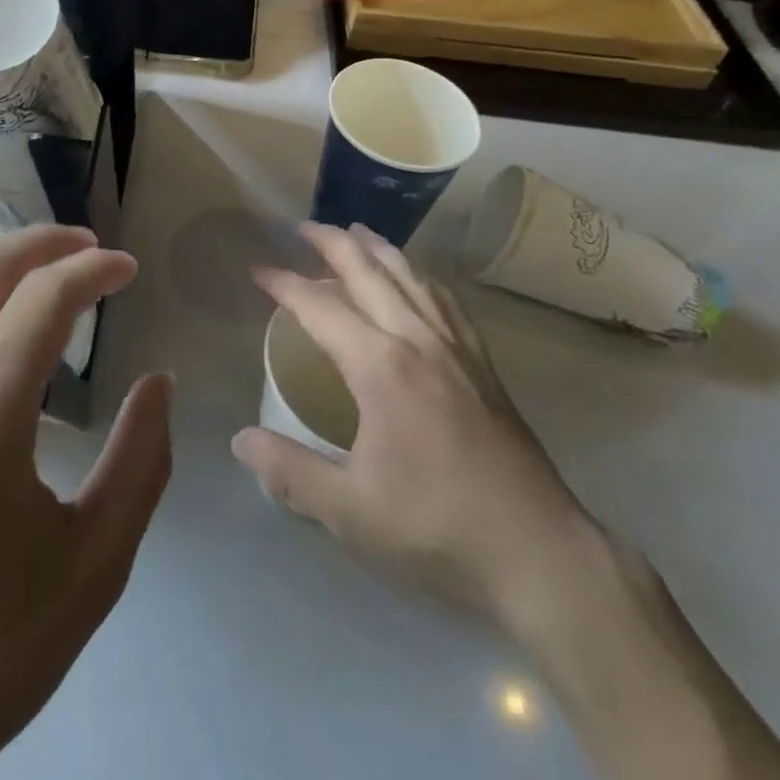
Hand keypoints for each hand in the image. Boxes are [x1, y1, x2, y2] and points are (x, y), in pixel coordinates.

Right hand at [234, 225, 779, 779]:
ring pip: (411, 277)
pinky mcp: (483, 364)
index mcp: (381, 367)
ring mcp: (456, 348)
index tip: (259, 269)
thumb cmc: (438, 529)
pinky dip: (421, 276)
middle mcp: (418, 340)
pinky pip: (446, 300)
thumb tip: (240, 440)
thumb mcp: (351, 512)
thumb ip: (290, 472)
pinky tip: (417, 279)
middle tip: (304, 227)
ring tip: (355, 232)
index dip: (286, 284)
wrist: (539, 554)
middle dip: (333, 244)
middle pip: (370, 273)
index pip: (321, 307)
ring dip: (378, 249)